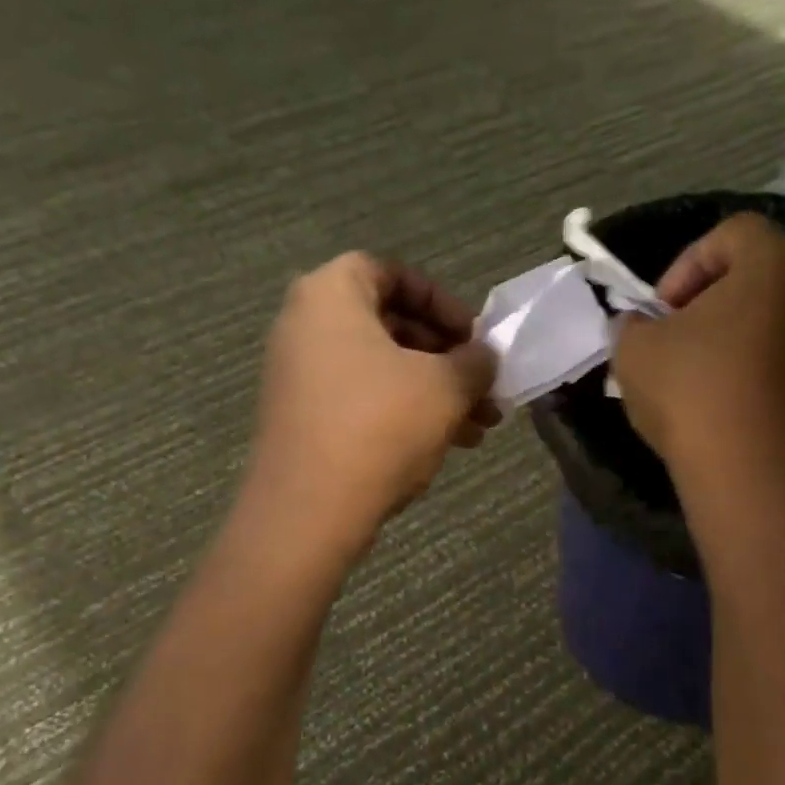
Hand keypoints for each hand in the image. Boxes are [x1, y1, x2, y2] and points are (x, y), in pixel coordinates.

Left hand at [241, 253, 499, 567]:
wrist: (309, 511)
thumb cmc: (380, 426)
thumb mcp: (445, 387)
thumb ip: (475, 361)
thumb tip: (484, 357)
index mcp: (330, 295)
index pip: (392, 273)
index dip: (442, 301)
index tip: (474, 337)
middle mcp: (305, 326)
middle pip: (390, 325)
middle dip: (447, 357)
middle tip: (484, 386)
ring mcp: (299, 376)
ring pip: (383, 370)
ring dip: (435, 391)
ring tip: (480, 425)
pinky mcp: (303, 418)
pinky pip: (362, 399)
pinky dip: (405, 411)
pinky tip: (448, 443)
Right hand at [612, 213, 784, 494]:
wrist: (753, 476)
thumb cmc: (692, 392)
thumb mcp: (633, 348)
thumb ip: (631, 322)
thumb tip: (639, 325)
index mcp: (775, 263)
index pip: (731, 232)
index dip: (685, 263)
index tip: (660, 310)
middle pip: (753, 274)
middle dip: (703, 300)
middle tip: (670, 336)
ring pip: (765, 318)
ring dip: (723, 336)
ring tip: (688, 375)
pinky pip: (778, 356)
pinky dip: (746, 366)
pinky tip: (715, 403)